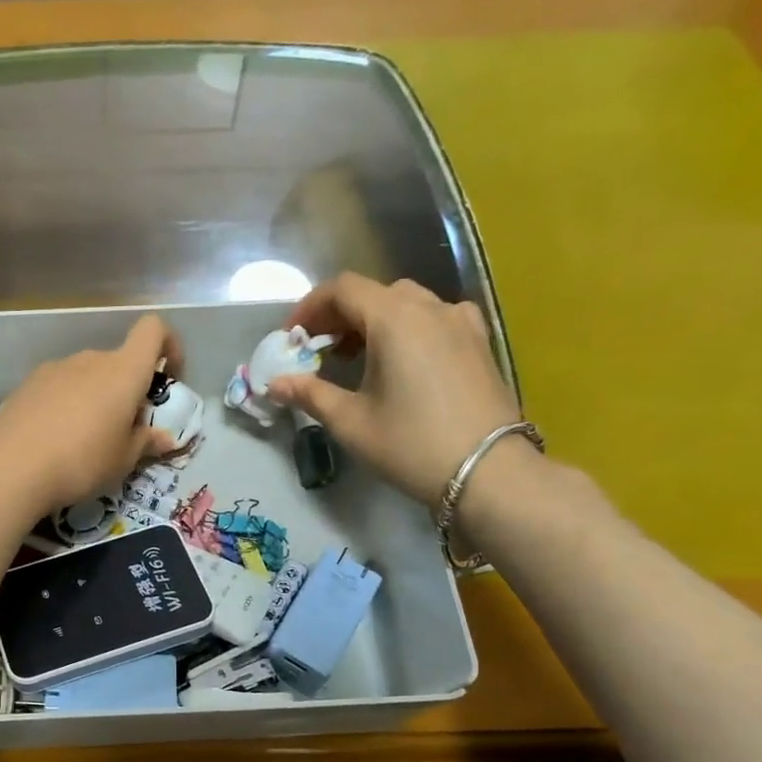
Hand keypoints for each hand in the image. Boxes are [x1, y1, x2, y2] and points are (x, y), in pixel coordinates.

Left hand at [0, 314, 180, 521]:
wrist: (9, 468)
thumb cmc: (81, 462)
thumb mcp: (123, 460)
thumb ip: (146, 442)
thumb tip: (164, 437)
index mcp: (122, 371)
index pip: (153, 331)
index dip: (168, 346)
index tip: (169, 377)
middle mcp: (90, 359)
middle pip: (118, 361)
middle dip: (127, 389)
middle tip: (124, 430)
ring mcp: (54, 369)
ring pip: (87, 376)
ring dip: (95, 398)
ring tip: (86, 441)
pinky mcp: (27, 385)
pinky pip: (59, 388)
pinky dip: (66, 405)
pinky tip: (55, 440)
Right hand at [268, 273, 524, 502]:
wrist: (488, 472)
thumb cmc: (410, 444)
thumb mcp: (350, 421)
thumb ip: (309, 394)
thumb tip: (273, 384)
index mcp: (394, 319)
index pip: (342, 289)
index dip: (309, 307)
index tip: (291, 337)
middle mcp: (429, 308)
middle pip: (373, 293)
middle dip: (339, 315)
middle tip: (318, 349)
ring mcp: (460, 322)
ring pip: (406, 303)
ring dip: (372, 321)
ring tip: (355, 357)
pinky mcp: (478, 342)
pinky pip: (435, 318)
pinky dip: (407, 328)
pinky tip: (402, 360)